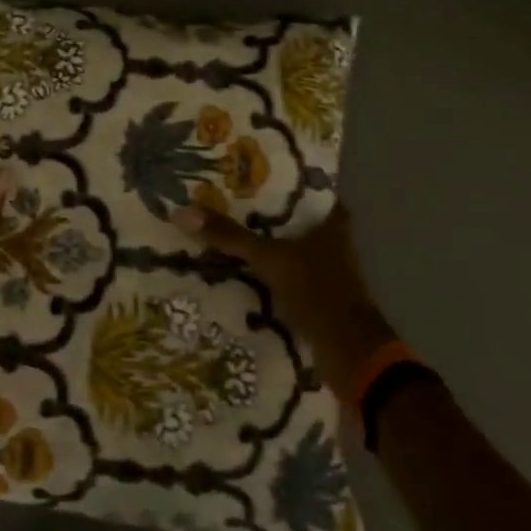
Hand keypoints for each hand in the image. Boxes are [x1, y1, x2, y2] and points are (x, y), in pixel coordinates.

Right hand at [167, 202, 396, 395]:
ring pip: (296, 252)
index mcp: (333, 227)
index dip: (293, 185)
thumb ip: (229, 237)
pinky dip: (272, 277)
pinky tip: (244, 274)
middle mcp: (336, 247)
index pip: (316, 194)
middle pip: (302, 223)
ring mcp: (330, 277)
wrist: (349, 354)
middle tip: (234, 205)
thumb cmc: (316, 290)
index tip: (262, 177)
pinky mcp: (321, 302)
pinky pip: (291, 280)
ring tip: (230, 236)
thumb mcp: (268, 259)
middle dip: (274, 217)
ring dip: (271, 248)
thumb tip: (182, 212)